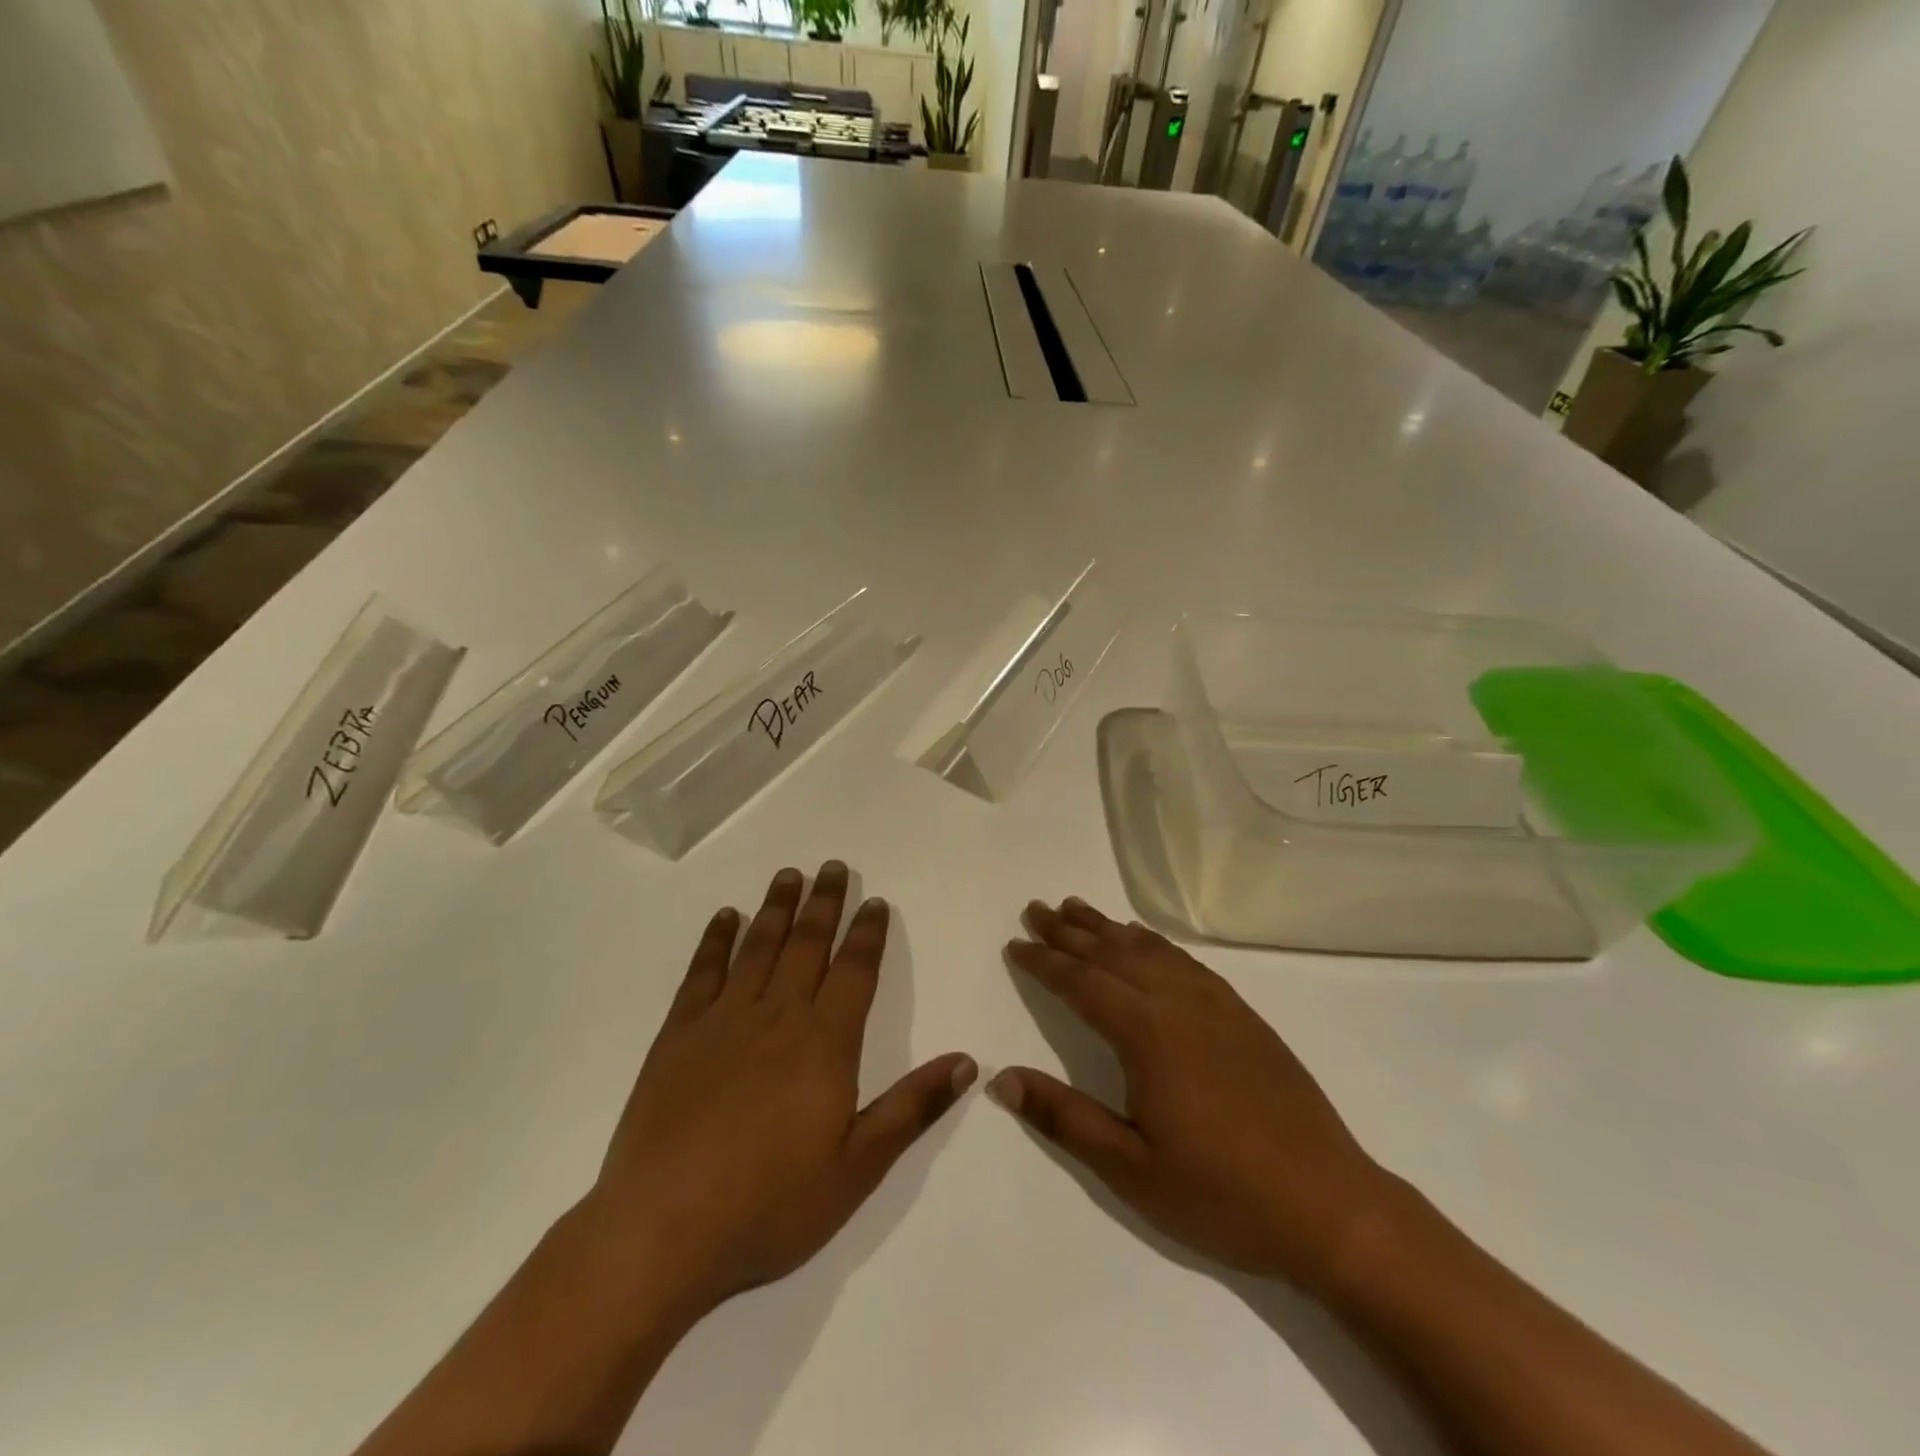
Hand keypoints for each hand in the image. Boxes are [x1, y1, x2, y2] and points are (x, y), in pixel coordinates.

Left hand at [585, 862, 975, 1320]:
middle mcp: (778, 1015)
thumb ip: (912, 1108)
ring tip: (789, 874)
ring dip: (777, 906)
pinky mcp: (678, 1034)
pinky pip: (702, 972)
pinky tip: (726, 917)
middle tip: (833, 866)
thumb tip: (967, 1062)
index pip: (855, 970)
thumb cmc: (769, 1205)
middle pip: (808, 943)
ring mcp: (723, 1020)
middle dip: (824, 902)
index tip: (874, 901)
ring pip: (758, 946)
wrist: (660, 1232)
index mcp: (825, 1043)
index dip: (867, 933)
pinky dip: (716, 939)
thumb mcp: (857, 1169)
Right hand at [993, 898, 1393, 1294]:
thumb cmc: (1221, 1194)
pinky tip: (1146, 943)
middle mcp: (1179, 1004)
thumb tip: (1002, 1079)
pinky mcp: (1244, 1017)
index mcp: (1148, 1035)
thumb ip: (1064, 1118)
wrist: (1330, 1206)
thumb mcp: (1131, 1170)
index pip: (1082, 984)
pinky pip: (1187, 962)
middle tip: (1036, 909)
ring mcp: (1217, 1006)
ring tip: (1078, 909)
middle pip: (1112, 954)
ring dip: (1109, 928)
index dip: (1044, 962)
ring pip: (1150, 951)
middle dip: (1069, 931)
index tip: (1015, 944)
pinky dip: (1155, 943)